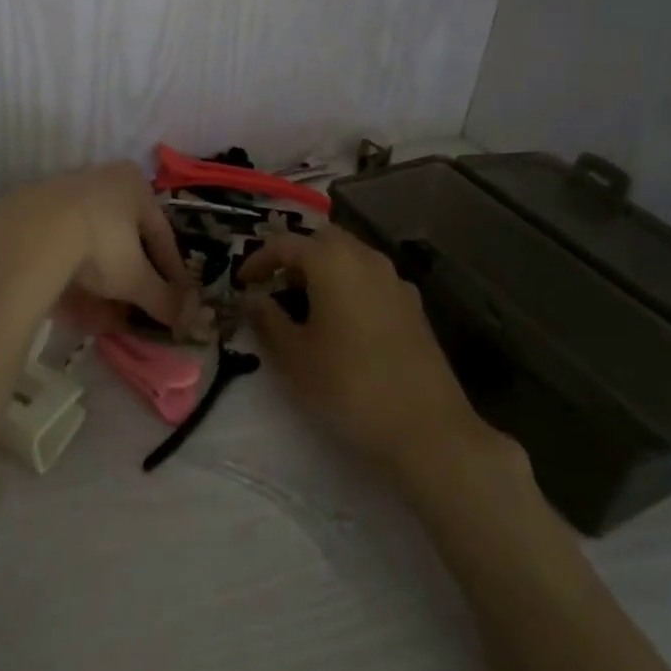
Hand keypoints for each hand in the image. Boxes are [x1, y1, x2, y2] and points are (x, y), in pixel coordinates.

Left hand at [0, 164, 192, 336]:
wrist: (29, 236)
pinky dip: (69, 275)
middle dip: (130, 276)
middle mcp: (100, 179)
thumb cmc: (99, 245)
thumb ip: (163, 298)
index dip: (170, 270)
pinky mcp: (29, 212)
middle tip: (136, 307)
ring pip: (90, 244)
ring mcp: (61, 193)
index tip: (176, 298)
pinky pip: (59, 249)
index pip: (161, 232)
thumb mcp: (136, 278)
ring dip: (99, 279)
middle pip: (123, 236)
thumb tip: (188, 319)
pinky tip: (70, 301)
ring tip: (103, 314)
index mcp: (133, 184)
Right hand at [240, 227, 502, 484]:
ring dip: (324, 269)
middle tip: (274, 286)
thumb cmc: (348, 387)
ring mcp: (396, 282)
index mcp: (333, 262)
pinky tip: (342, 323)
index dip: (259, 260)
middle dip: (295, 256)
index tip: (242, 283)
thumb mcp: (294, 357)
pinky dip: (349, 286)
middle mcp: (367, 259)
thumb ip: (267, 320)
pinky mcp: (414, 307)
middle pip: (323, 240)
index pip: (286, 244)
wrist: (427, 430)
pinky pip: (371, 280)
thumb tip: (252, 298)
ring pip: (351, 257)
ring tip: (304, 305)